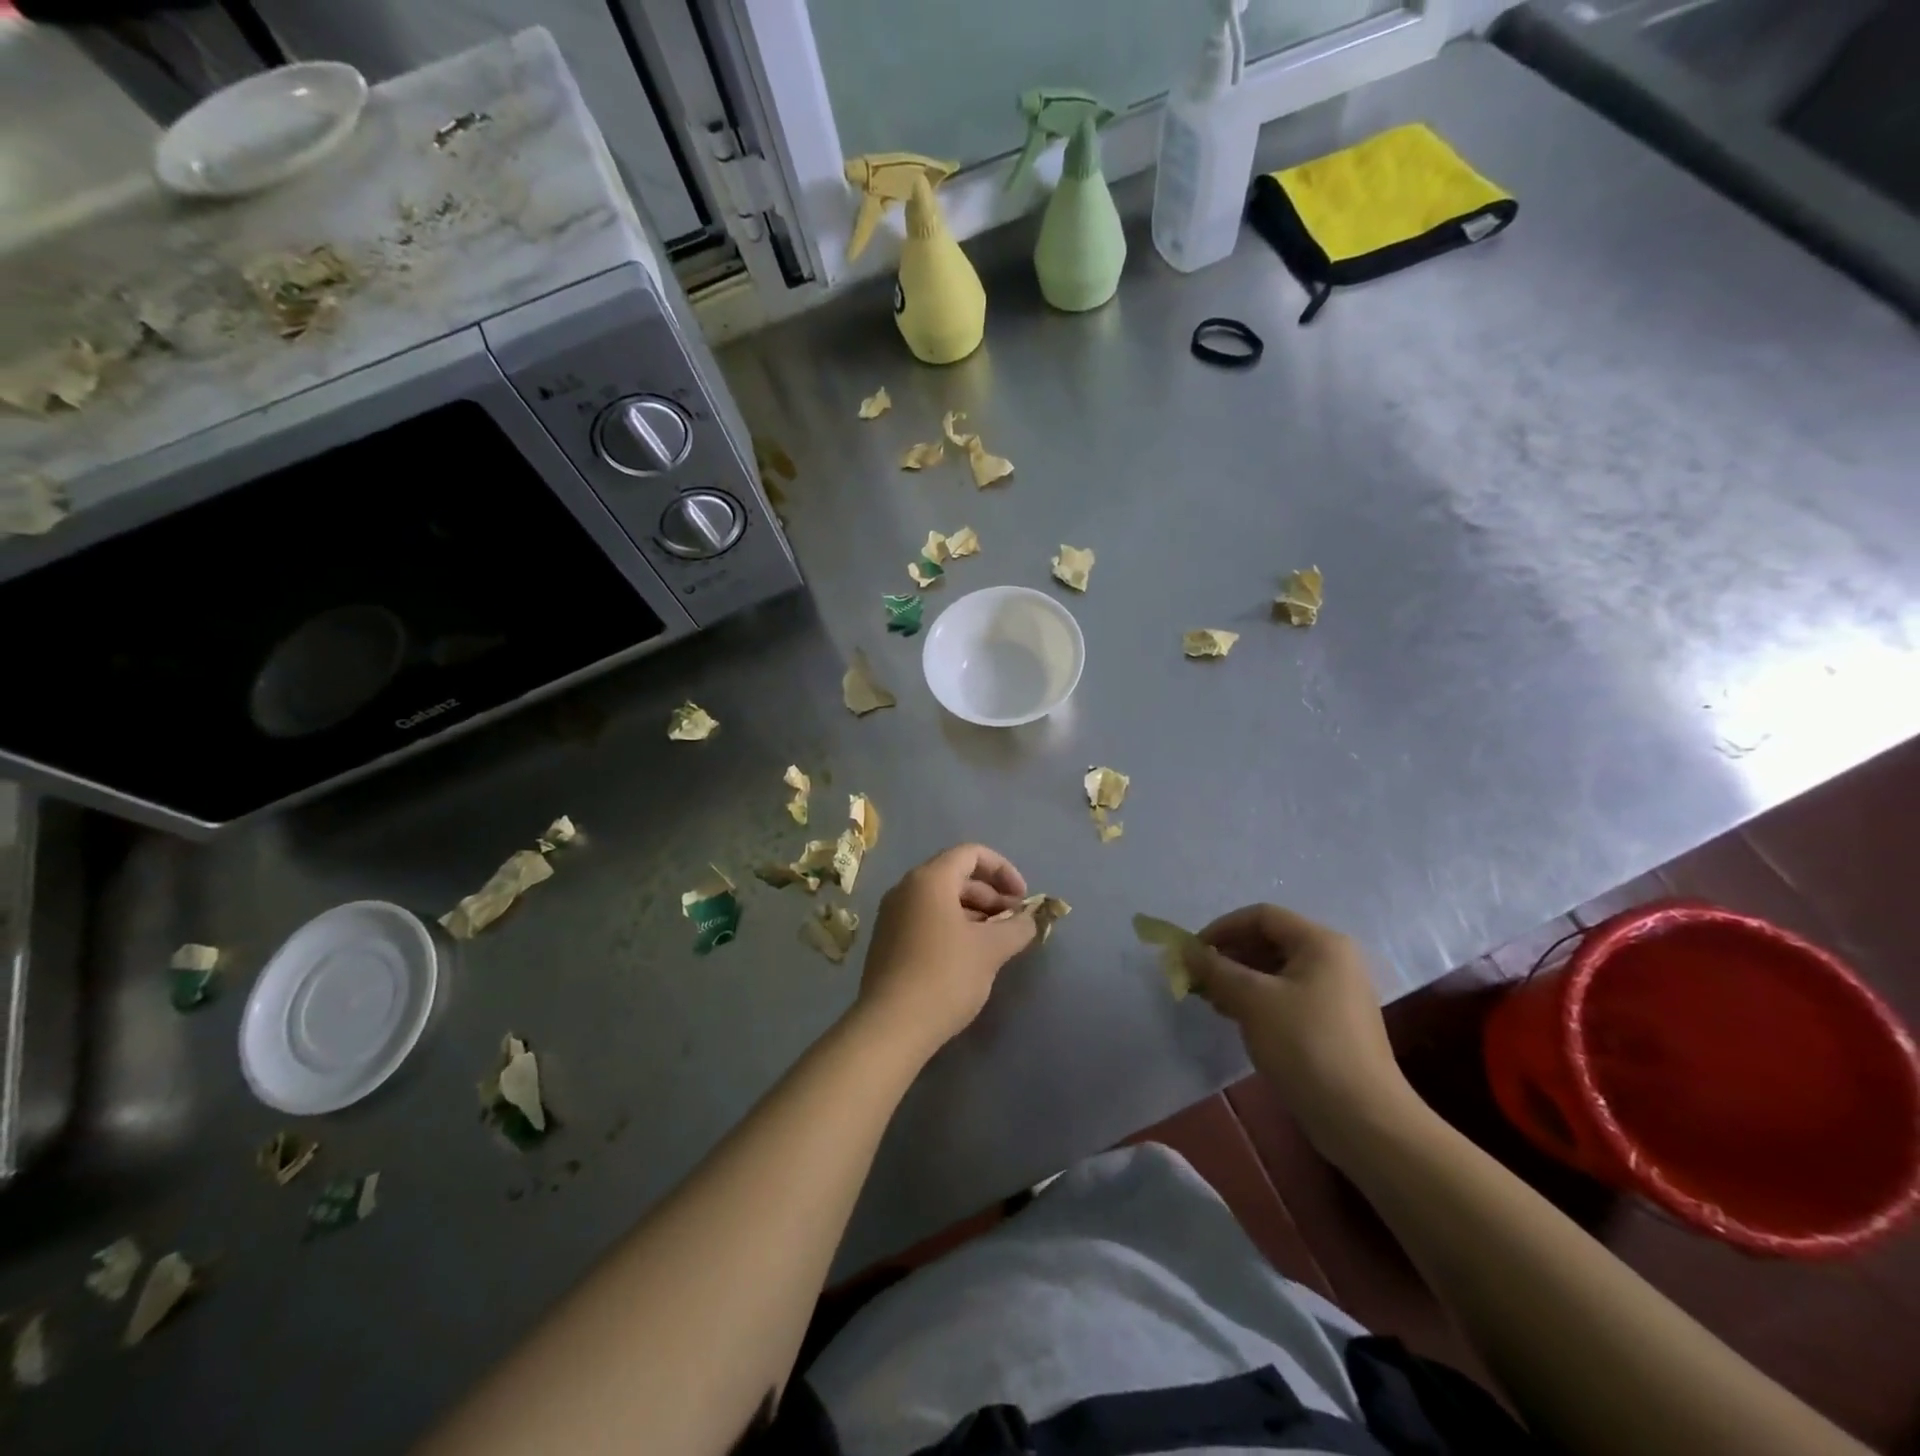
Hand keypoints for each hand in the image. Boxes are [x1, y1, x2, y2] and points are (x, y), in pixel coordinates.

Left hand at [854, 844, 1037, 1059]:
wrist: (891, 1026)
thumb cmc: (945, 976)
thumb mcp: (991, 950)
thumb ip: (1017, 927)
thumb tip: (1029, 920)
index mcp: (929, 879)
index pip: (972, 854)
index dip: (1003, 870)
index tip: (1023, 899)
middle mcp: (906, 888)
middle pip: (956, 876)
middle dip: (991, 895)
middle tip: (1014, 924)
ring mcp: (892, 915)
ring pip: (941, 900)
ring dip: (974, 913)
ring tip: (996, 942)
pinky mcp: (887, 941)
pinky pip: (926, 919)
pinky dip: (952, 927)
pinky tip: (969, 957)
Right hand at [1185, 904, 1419, 1157]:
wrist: (1362, 1119)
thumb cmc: (1306, 1045)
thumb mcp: (1252, 1000)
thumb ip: (1215, 969)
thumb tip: (1185, 950)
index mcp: (1321, 943)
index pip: (1262, 916)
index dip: (1223, 928)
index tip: (1193, 951)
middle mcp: (1333, 959)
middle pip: (1270, 941)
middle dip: (1229, 955)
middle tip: (1198, 977)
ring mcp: (1335, 992)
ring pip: (1276, 970)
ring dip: (1239, 978)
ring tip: (1211, 999)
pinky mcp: (1332, 1022)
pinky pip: (1286, 995)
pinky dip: (1257, 999)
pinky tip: (1235, 1016)